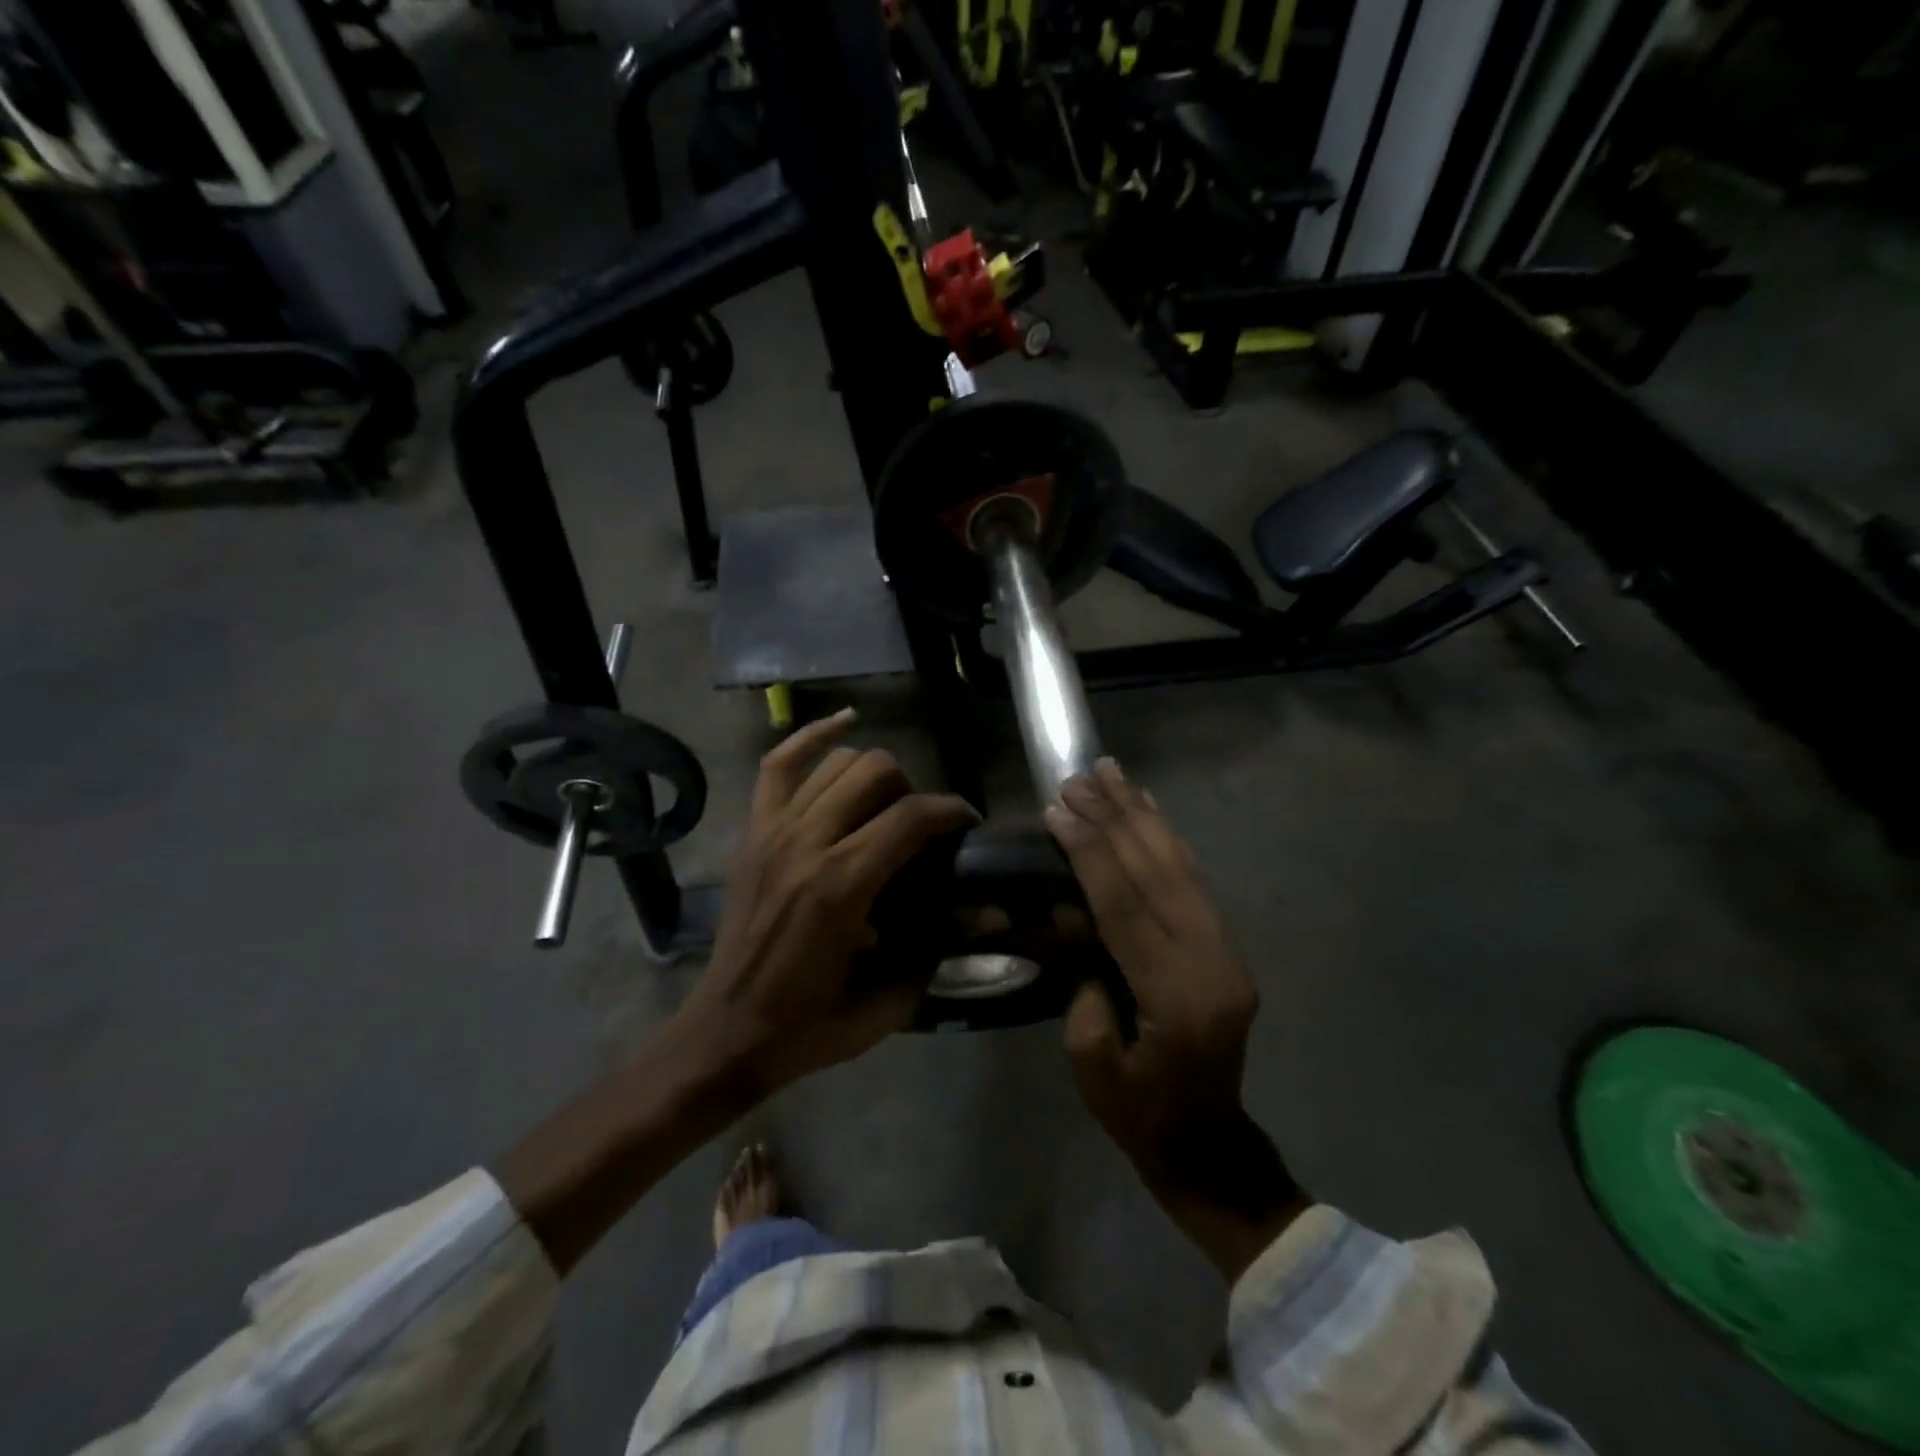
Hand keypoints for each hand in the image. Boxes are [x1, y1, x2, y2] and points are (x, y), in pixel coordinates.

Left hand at [682, 710, 978, 1095]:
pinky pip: (779, 763)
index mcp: (842, 885)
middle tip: (920, 829)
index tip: (969, 824)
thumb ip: (939, 946)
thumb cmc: (812, 1022)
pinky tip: (846, 721)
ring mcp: (773, 830)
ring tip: (886, 805)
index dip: (952, 811)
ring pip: (838, 762)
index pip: (911, 816)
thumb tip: (989, 911)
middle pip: (876, 772)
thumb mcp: (888, 998)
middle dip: (913, 792)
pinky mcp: (753, 830)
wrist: (728, 1030)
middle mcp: (807, 842)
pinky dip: (812, 736)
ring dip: (874, 774)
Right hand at [1047, 758, 1305, 1280]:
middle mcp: (1212, 962)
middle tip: (1080, 776)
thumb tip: (1082, 921)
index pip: (1125, 906)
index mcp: (1177, 997)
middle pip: (1157, 873)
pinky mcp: (1226, 947)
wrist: (1208, 1142)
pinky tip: (1149, 810)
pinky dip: (1168, 839)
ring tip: (1113, 773)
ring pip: (1181, 866)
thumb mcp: (1091, 1062)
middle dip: (1114, 819)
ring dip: (1142, 816)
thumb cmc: (1139, 1114)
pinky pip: (1195, 881)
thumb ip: (1085, 986)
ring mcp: (1227, 951)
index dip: (1089, 853)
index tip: (1058, 810)